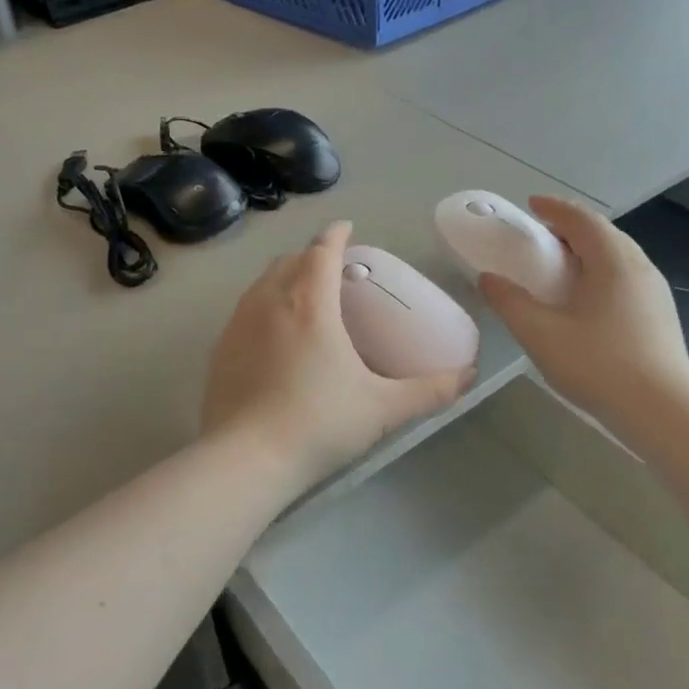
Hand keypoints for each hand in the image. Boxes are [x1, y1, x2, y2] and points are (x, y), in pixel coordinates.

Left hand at [201, 221, 471, 488]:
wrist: (246, 460)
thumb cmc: (319, 424)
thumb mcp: (383, 408)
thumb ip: (429, 391)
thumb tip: (468, 376)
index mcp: (310, 303)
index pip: (321, 251)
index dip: (336, 235)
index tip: (347, 229)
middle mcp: (269, 301)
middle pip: (289, 261)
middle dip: (311, 256)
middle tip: (333, 271)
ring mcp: (238, 324)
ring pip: (262, 283)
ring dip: (284, 278)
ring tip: (304, 297)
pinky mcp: (219, 349)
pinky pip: (244, 311)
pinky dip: (263, 306)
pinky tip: (274, 336)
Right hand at [476, 197, 688, 426]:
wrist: (662, 409)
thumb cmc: (598, 365)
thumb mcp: (541, 334)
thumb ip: (510, 302)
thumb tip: (488, 279)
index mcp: (612, 262)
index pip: (583, 219)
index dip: (555, 208)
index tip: (532, 205)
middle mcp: (639, 267)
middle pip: (604, 233)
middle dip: (572, 227)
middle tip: (542, 236)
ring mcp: (655, 291)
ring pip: (619, 256)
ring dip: (589, 250)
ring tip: (562, 265)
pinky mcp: (660, 314)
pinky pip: (626, 276)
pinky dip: (602, 271)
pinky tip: (587, 298)